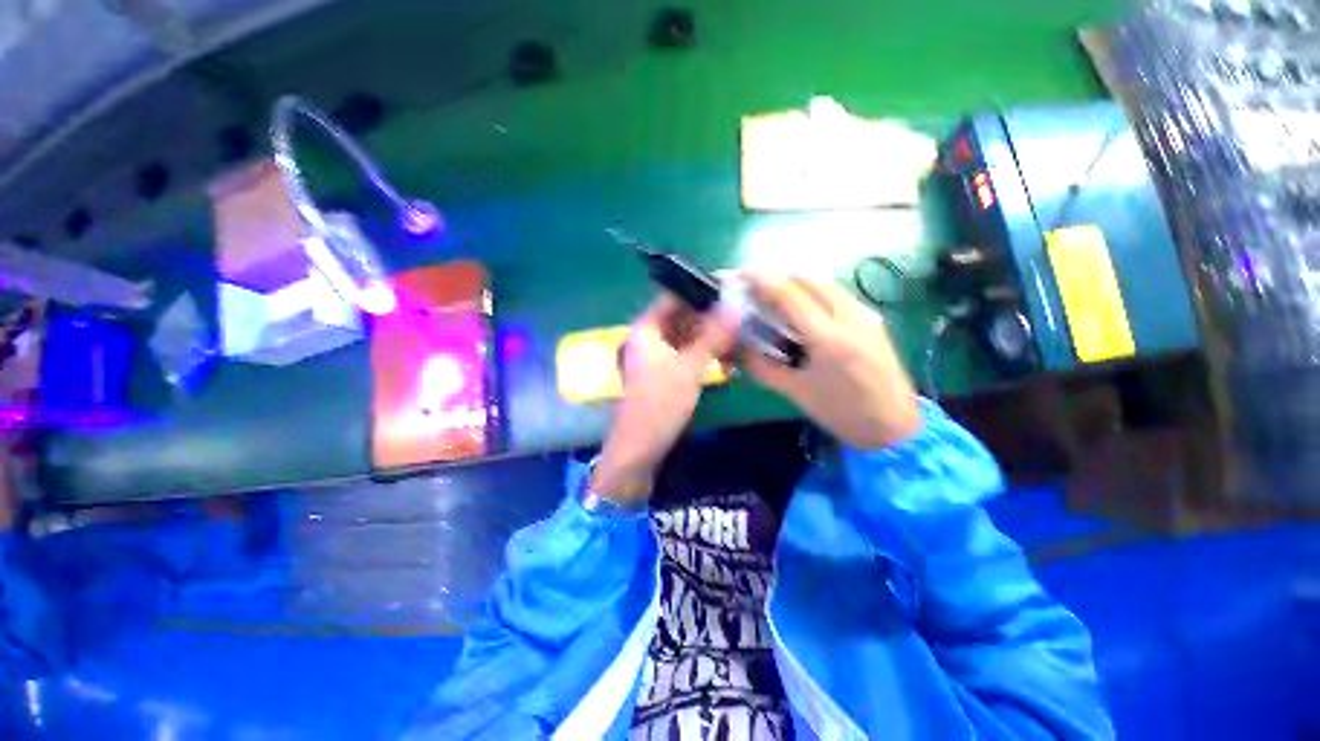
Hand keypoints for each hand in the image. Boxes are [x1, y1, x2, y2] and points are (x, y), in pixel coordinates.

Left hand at [593, 296, 737, 503]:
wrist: (639, 450)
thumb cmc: (659, 405)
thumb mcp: (689, 368)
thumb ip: (713, 336)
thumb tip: (736, 306)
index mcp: (645, 329)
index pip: (673, 297)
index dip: (700, 293)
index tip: (731, 293)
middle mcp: (648, 338)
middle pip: (681, 317)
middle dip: (710, 319)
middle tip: (741, 320)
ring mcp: (655, 356)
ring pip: (685, 337)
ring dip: (709, 339)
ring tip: (738, 341)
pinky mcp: (662, 373)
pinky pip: (685, 354)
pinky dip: (703, 355)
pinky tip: (724, 361)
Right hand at [740, 273, 920, 449]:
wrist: (894, 426)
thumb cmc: (841, 413)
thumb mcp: (795, 392)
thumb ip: (761, 366)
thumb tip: (735, 347)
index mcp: (829, 339)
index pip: (790, 294)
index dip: (761, 280)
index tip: (739, 276)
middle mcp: (851, 317)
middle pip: (808, 278)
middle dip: (776, 275)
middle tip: (752, 285)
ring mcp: (865, 314)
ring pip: (824, 281)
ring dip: (794, 280)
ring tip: (771, 291)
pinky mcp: (872, 317)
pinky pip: (836, 293)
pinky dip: (811, 290)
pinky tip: (798, 304)